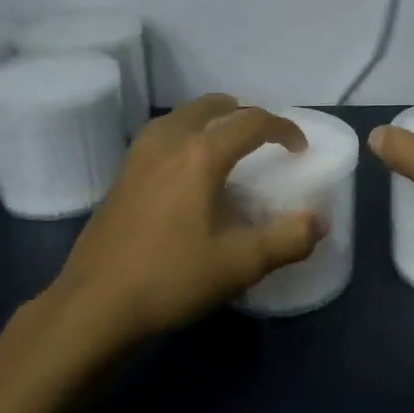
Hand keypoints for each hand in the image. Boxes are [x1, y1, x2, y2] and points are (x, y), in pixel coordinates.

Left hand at [45, 94, 325, 346]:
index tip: (300, 149)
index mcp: (200, 154)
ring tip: (227, 146)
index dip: (283, 129)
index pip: (251, 121)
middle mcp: (167, 142)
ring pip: (180, 117)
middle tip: (264, 138)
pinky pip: (161, 137)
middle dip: (243, 114)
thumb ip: (288, 239)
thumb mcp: (241, 263)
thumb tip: (318, 222)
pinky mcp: (120, 177)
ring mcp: (137, 157)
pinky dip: (185, 136)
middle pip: (210, 107)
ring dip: (210, 121)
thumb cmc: (172, 277)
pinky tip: (187, 172)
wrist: (95, 305)